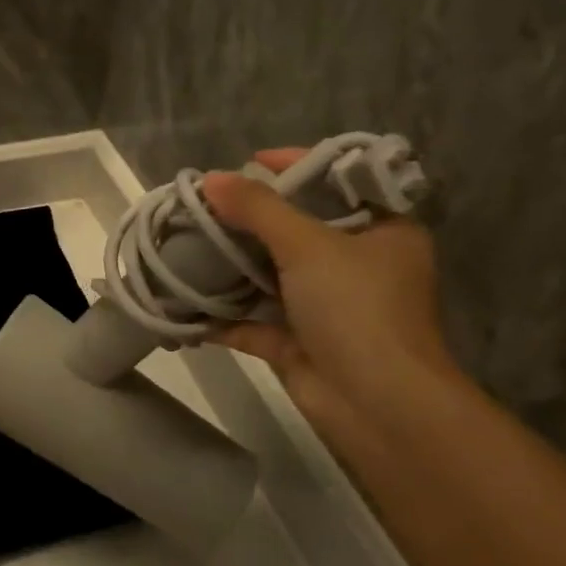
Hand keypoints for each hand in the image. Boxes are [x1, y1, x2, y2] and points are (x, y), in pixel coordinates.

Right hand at [203, 147, 459, 448]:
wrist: (375, 404)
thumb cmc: (357, 309)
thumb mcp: (310, 245)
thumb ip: (259, 209)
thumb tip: (211, 178)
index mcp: (381, 231)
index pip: (339, 183)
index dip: (297, 166)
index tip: (250, 161)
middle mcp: (356, 265)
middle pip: (297, 230)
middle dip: (249, 220)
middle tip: (206, 205)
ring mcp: (326, 307)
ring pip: (270, 277)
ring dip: (231, 267)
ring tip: (186, 244)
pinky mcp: (298, 343)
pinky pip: (254, 321)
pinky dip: (223, 316)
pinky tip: (184, 304)